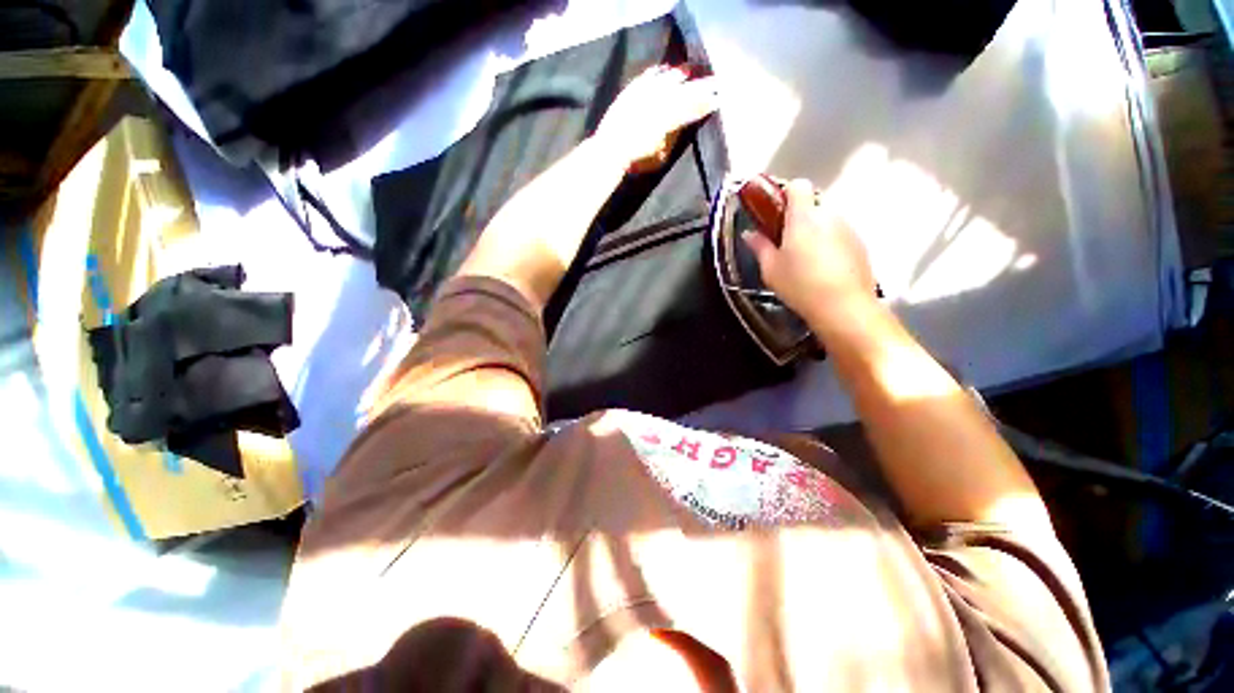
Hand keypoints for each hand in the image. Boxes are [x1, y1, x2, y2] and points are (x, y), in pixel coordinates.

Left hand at [595, 65, 719, 173]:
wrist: (610, 148)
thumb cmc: (635, 159)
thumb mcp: (658, 155)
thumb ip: (670, 139)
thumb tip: (677, 129)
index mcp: (667, 121)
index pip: (691, 109)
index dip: (705, 105)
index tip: (717, 100)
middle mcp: (658, 103)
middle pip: (684, 91)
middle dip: (700, 87)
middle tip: (714, 82)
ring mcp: (644, 94)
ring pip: (667, 79)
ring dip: (680, 75)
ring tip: (690, 71)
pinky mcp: (631, 91)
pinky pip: (647, 77)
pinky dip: (657, 72)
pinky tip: (663, 69)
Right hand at [742, 179, 877, 328]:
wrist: (844, 307)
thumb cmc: (800, 285)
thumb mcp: (770, 269)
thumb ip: (760, 247)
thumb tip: (750, 234)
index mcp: (803, 217)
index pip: (797, 186)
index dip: (784, 194)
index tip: (774, 213)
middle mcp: (828, 215)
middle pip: (811, 205)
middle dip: (797, 219)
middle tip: (784, 244)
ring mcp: (848, 228)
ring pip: (826, 221)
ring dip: (814, 232)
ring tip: (804, 261)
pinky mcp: (860, 244)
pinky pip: (839, 235)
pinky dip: (829, 244)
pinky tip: (822, 269)